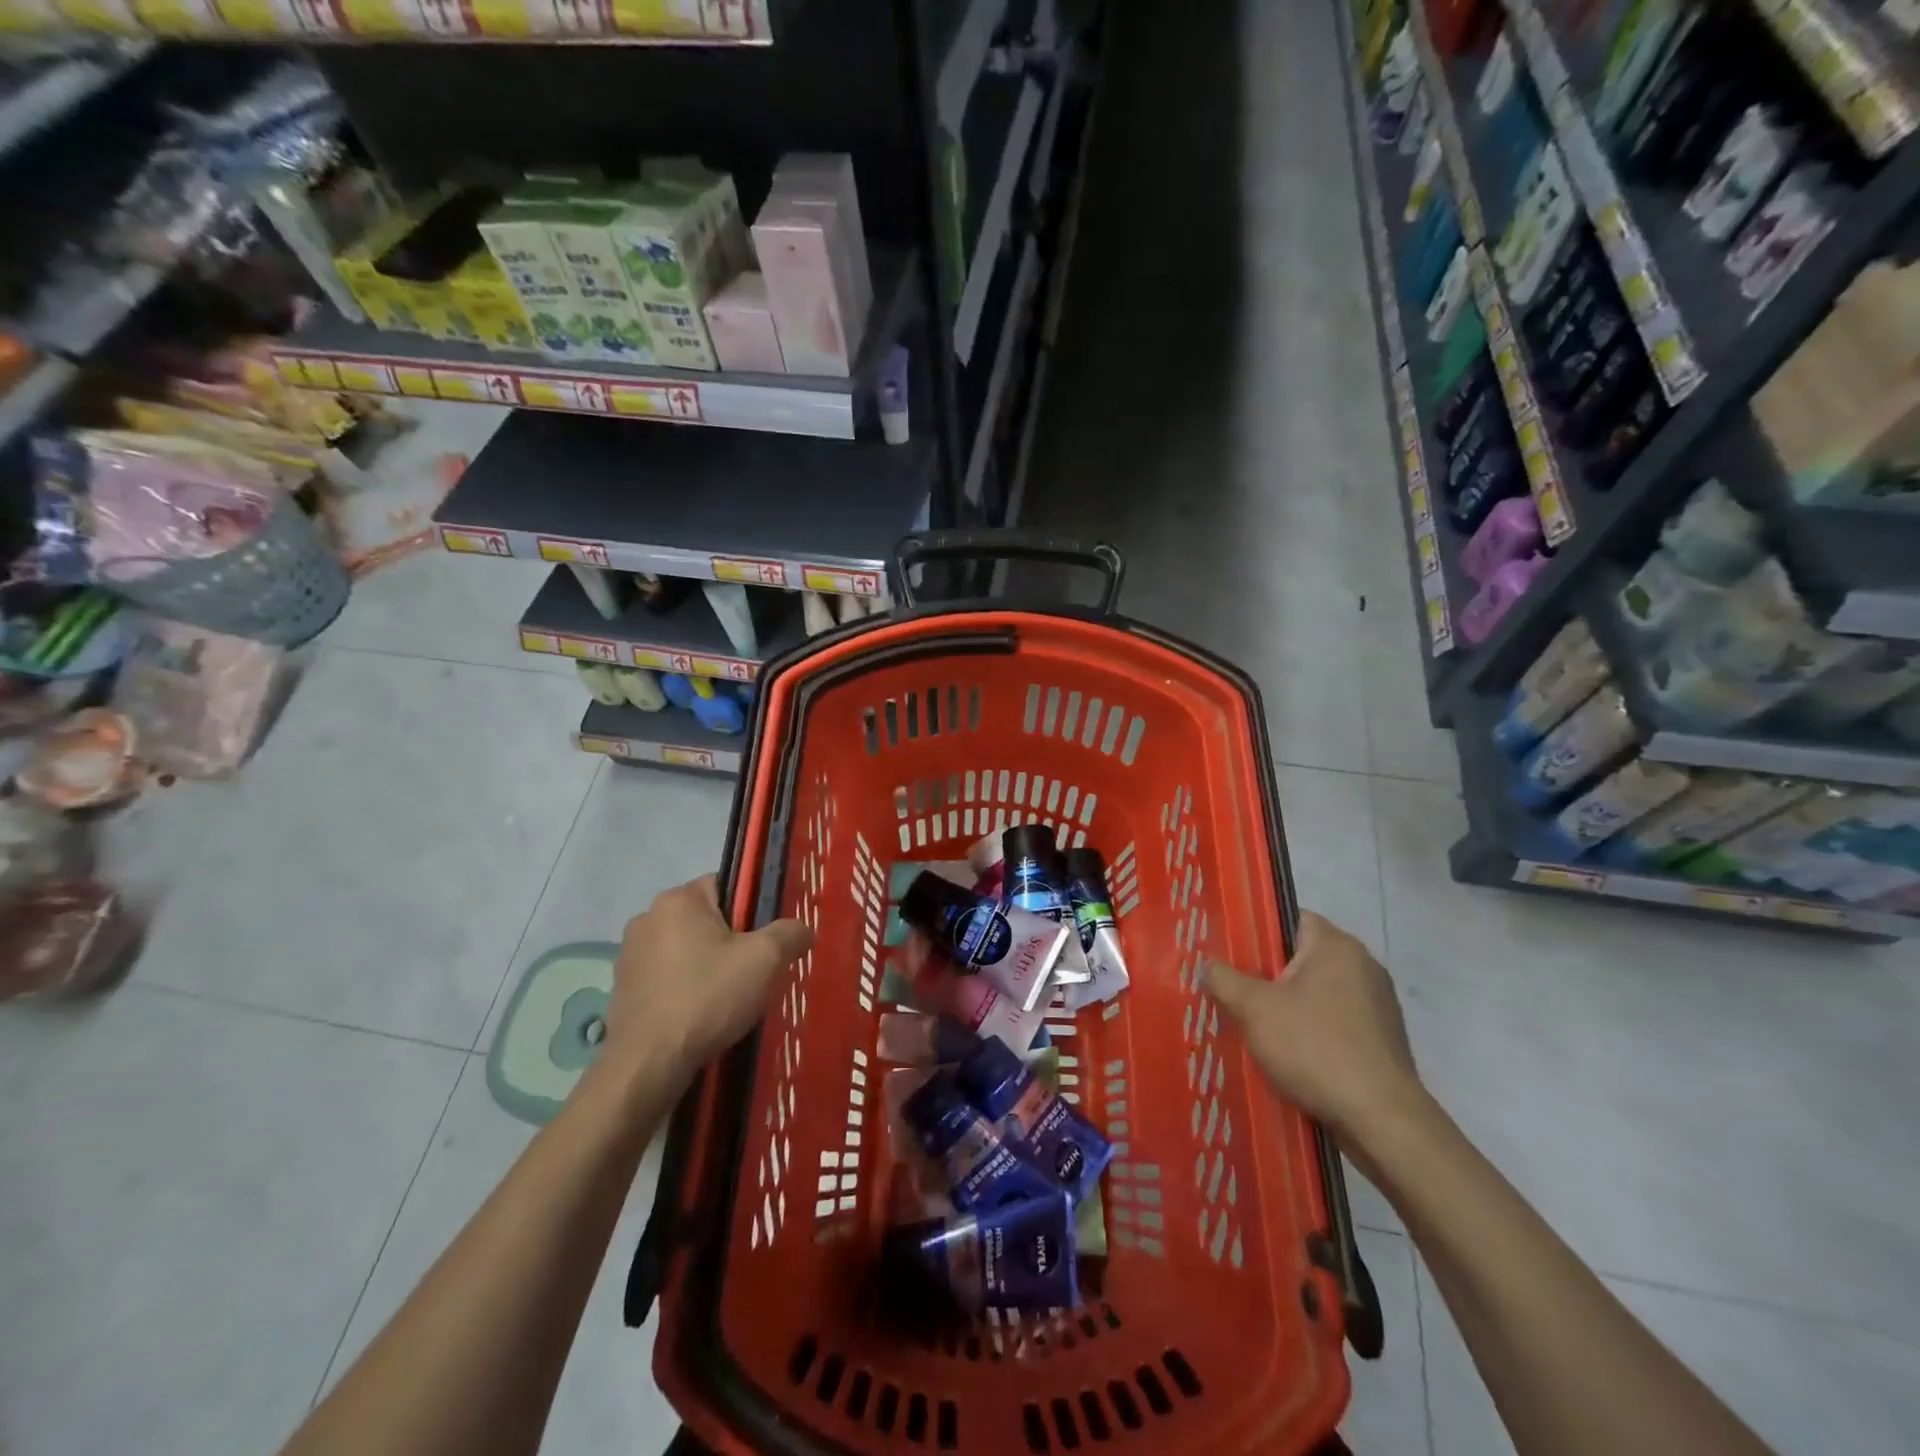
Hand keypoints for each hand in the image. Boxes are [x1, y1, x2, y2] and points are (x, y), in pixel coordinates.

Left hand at [604, 875, 812, 1090]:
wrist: (648, 1065)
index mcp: (678, 899)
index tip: (766, 941)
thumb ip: (791, 933)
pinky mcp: (622, 988)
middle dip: (732, 941)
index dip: (753, 910)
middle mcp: (648, 917)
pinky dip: (686, 988)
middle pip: (707, 919)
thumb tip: (801, 930)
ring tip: (729, 999)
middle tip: (754, 972)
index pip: (727, 886)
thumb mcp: (766, 960)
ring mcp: (629, 954)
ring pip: (686, 949)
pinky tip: (701, 1015)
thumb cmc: (708, 998)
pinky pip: (667, 976)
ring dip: (707, 966)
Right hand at [1203, 911, 1421, 1144]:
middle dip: (1269, 974)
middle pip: (1303, 958)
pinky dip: (1313, 1033)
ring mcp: (1378, 1006)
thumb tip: (1209, 965)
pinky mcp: (1383, 1041)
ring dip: (1290, 1007)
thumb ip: (1223, 979)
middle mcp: (1364, 966)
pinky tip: (1290, 1056)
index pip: (1292, 918)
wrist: (1382, 1121)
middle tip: (1234, 991)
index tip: (1232, 952)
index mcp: (1336, 946)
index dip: (1259, 931)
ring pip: (1319, 994)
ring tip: (1256, 1027)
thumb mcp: (1253, 1009)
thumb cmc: (1315, 1048)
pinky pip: (1336, 1023)